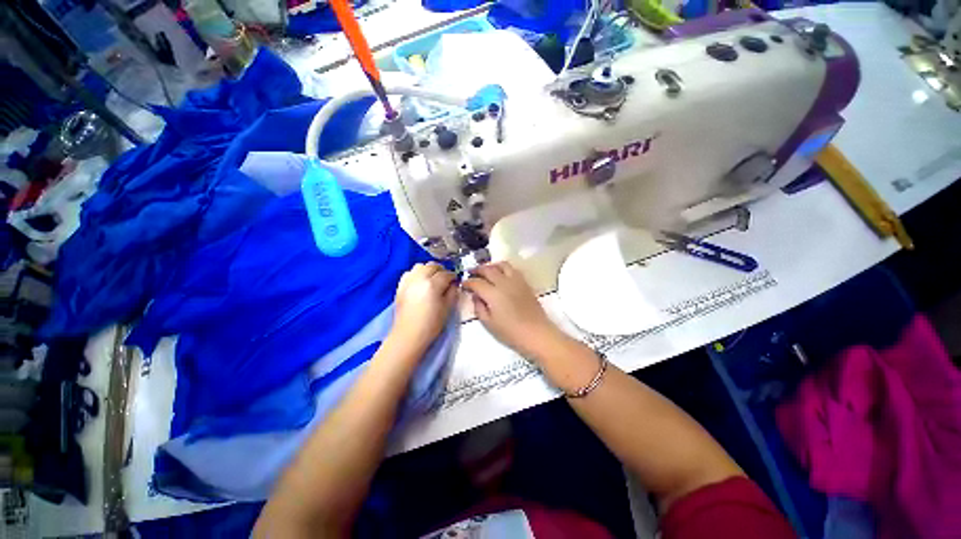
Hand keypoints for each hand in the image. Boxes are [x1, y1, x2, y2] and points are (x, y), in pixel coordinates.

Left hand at [389, 262, 457, 355]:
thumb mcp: (447, 308)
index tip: (456, 280)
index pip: (446, 274)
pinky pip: (409, 272)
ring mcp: (408, 281)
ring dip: (428, 269)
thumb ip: (452, 292)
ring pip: (420, 266)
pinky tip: (420, 282)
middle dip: (441, 270)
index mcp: (432, 285)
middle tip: (446, 279)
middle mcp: (419, 279)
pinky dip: (416, 273)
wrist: (409, 335)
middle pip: (432, 266)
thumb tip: (454, 284)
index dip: (453, 276)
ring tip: (433, 278)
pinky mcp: (400, 286)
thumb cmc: (431, 324)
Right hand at [462, 262, 567, 359]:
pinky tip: (501, 275)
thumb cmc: (510, 332)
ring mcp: (516, 281)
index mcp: (493, 293)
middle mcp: (503, 282)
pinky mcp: (525, 282)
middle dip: (477, 270)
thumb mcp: (489, 324)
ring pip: (501, 265)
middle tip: (471, 273)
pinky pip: (512, 269)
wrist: (536, 333)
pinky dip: (503, 268)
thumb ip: (479, 307)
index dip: (467, 282)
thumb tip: (476, 296)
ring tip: (486, 271)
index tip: (463, 284)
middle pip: (488, 269)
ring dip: (491, 266)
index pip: (476, 282)